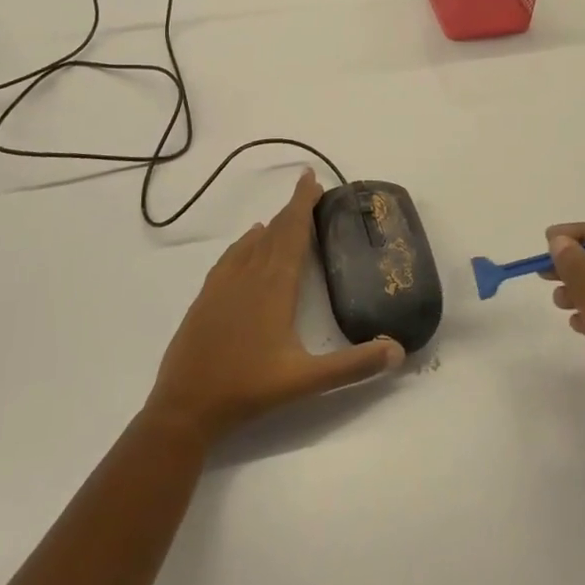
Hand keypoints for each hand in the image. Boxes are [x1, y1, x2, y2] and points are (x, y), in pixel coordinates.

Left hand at [144, 170, 403, 444]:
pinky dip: (245, 243)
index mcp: (275, 286)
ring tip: (286, 217)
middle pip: (274, 232)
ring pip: (251, 243)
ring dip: (271, 225)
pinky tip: (248, 244)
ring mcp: (224, 285)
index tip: (311, 178)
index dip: (302, 204)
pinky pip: (231, 257)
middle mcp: (249, 276)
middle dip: (292, 209)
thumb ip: (354, 365)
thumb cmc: (249, 389)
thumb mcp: (307, 380)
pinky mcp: (206, 296)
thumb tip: (398, 350)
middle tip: (308, 190)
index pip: (293, 233)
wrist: (185, 406)